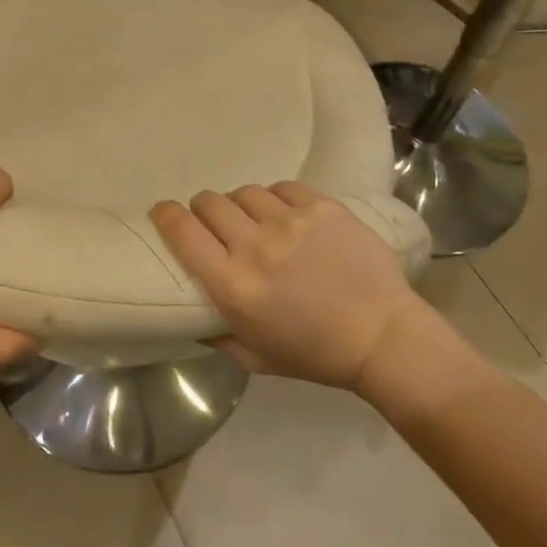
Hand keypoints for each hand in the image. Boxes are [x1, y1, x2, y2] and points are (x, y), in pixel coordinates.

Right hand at [151, 182, 431, 388]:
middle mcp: (255, 246)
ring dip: (241, 206)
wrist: (382, 335)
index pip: (182, 231)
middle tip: (215, 224)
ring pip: (244, 192)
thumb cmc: (314, 354)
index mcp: (233, 286)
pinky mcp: (321, 206)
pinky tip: (286, 216)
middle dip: (203, 210)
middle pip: (209, 202)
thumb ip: (214, 334)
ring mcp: (290, 221)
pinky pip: (281, 187)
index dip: (165, 215)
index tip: (164, 213)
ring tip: (255, 221)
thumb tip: (189, 313)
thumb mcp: (253, 358)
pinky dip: (276, 199)